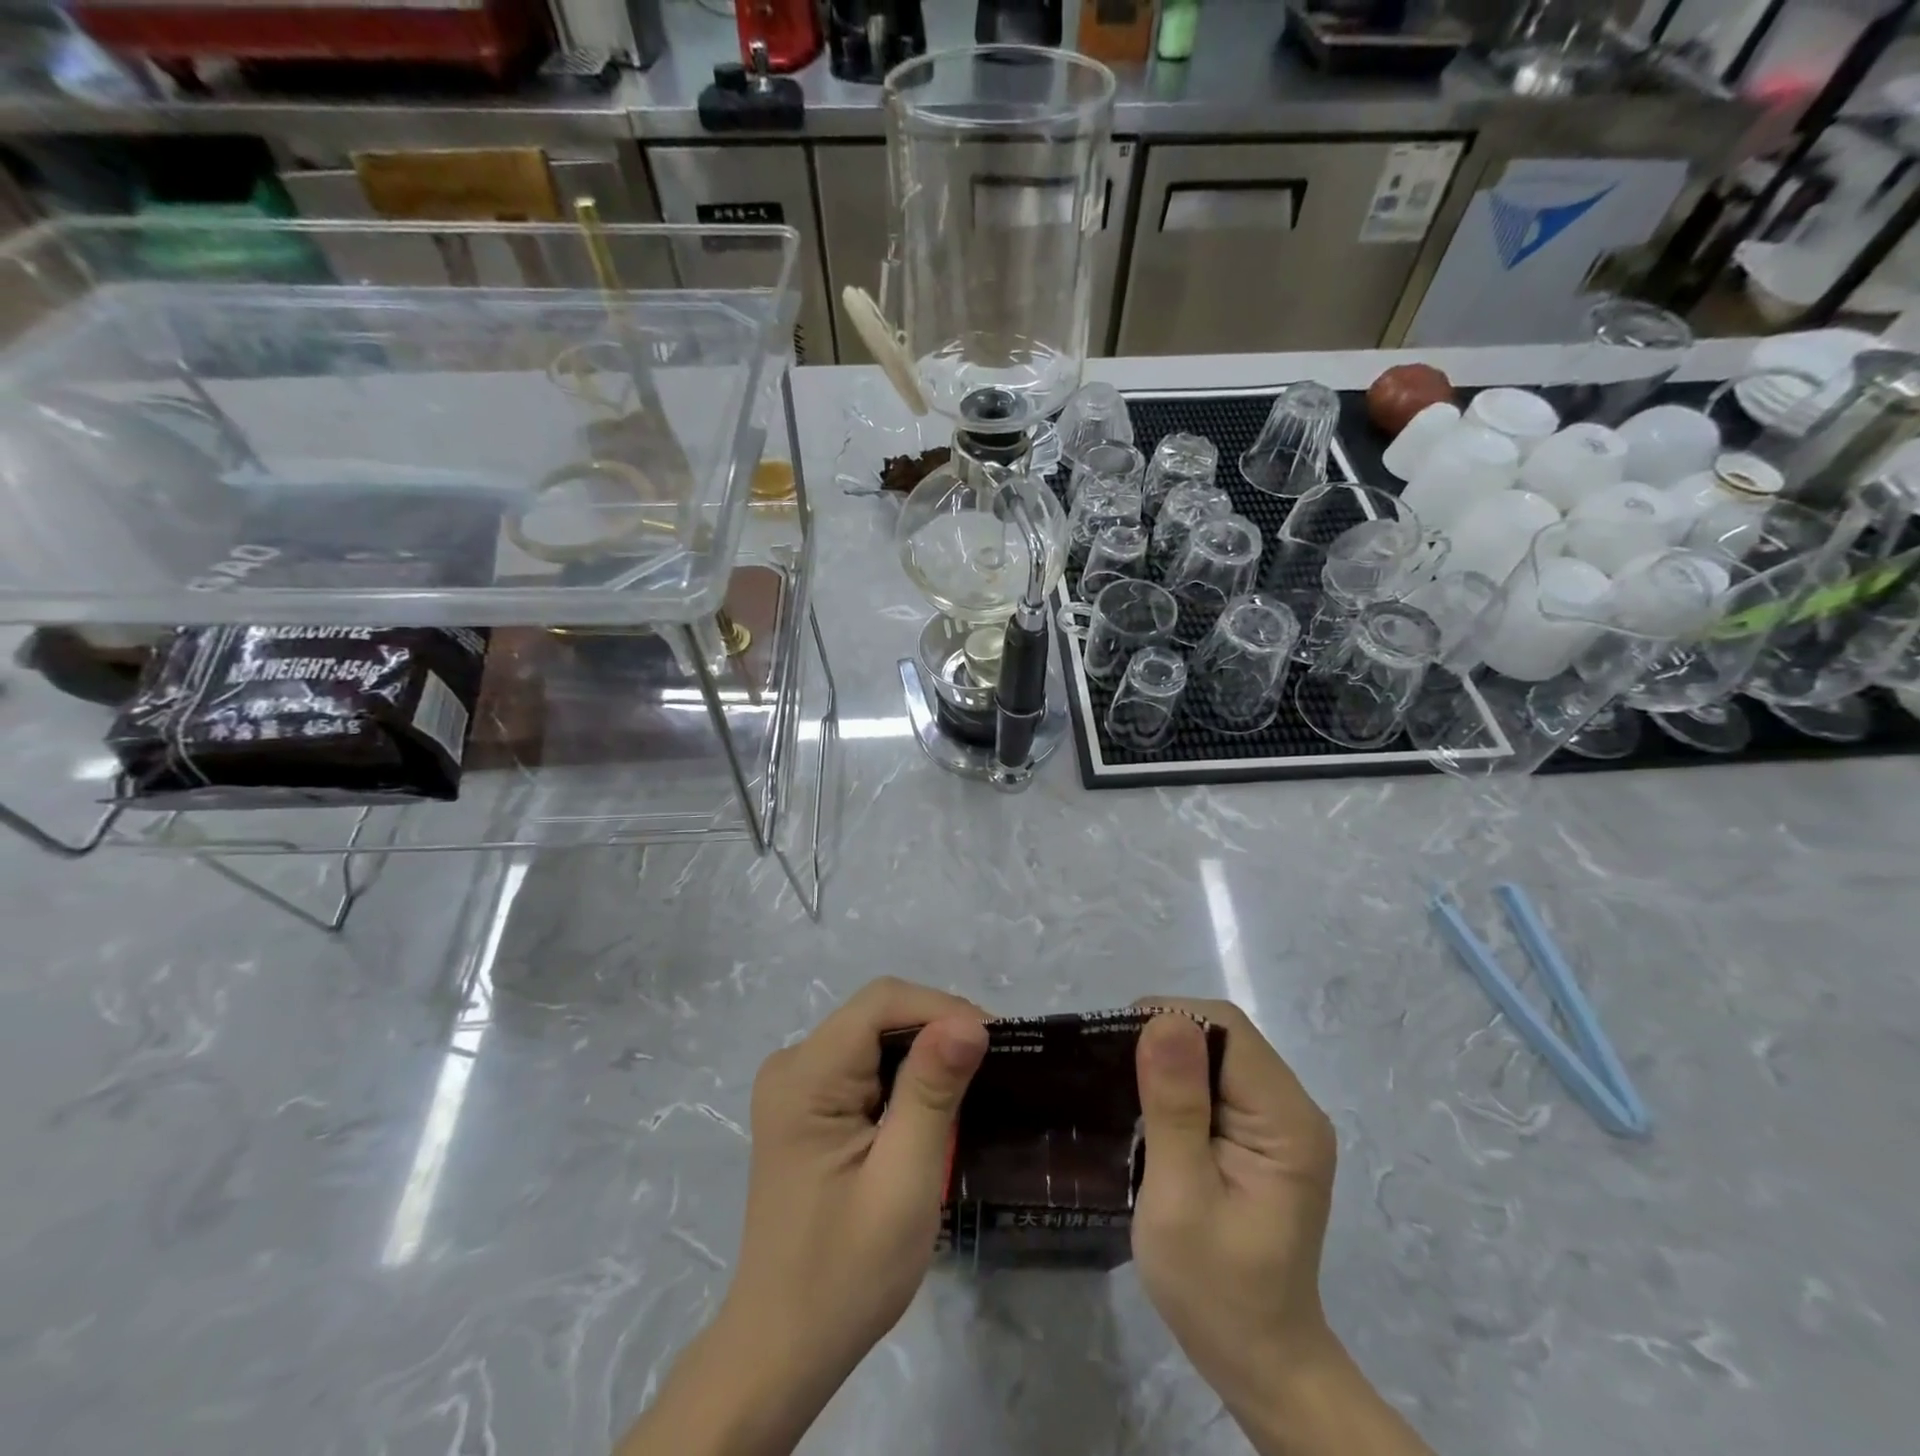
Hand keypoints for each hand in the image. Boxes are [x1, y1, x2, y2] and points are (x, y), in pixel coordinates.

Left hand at [728, 976, 987, 1380]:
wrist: (783, 1347)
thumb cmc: (846, 1274)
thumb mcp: (903, 1183)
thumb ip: (932, 1093)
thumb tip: (969, 1022)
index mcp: (805, 1076)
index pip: (881, 1002)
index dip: (942, 1008)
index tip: (997, 1042)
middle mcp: (792, 1064)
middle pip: (877, 1013)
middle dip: (939, 1028)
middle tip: (995, 1065)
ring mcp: (795, 1084)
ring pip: (875, 1035)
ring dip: (926, 1050)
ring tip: (976, 1080)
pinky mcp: (806, 1105)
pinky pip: (864, 1062)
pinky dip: (905, 1073)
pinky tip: (935, 1100)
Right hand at [1130, 999, 1339, 1415]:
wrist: (1260, 1362)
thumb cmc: (1215, 1289)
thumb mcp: (1180, 1198)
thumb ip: (1174, 1107)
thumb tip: (1163, 1020)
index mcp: (1286, 1120)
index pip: (1227, 1029)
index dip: (1168, 1021)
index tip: (1113, 1049)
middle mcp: (1292, 1108)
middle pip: (1223, 1035)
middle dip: (1164, 1040)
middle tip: (1111, 1074)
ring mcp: (1280, 1123)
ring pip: (1216, 1054)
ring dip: (1168, 1062)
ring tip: (1122, 1091)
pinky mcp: (1263, 1136)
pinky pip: (1217, 1082)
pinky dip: (1178, 1084)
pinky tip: (1150, 1111)